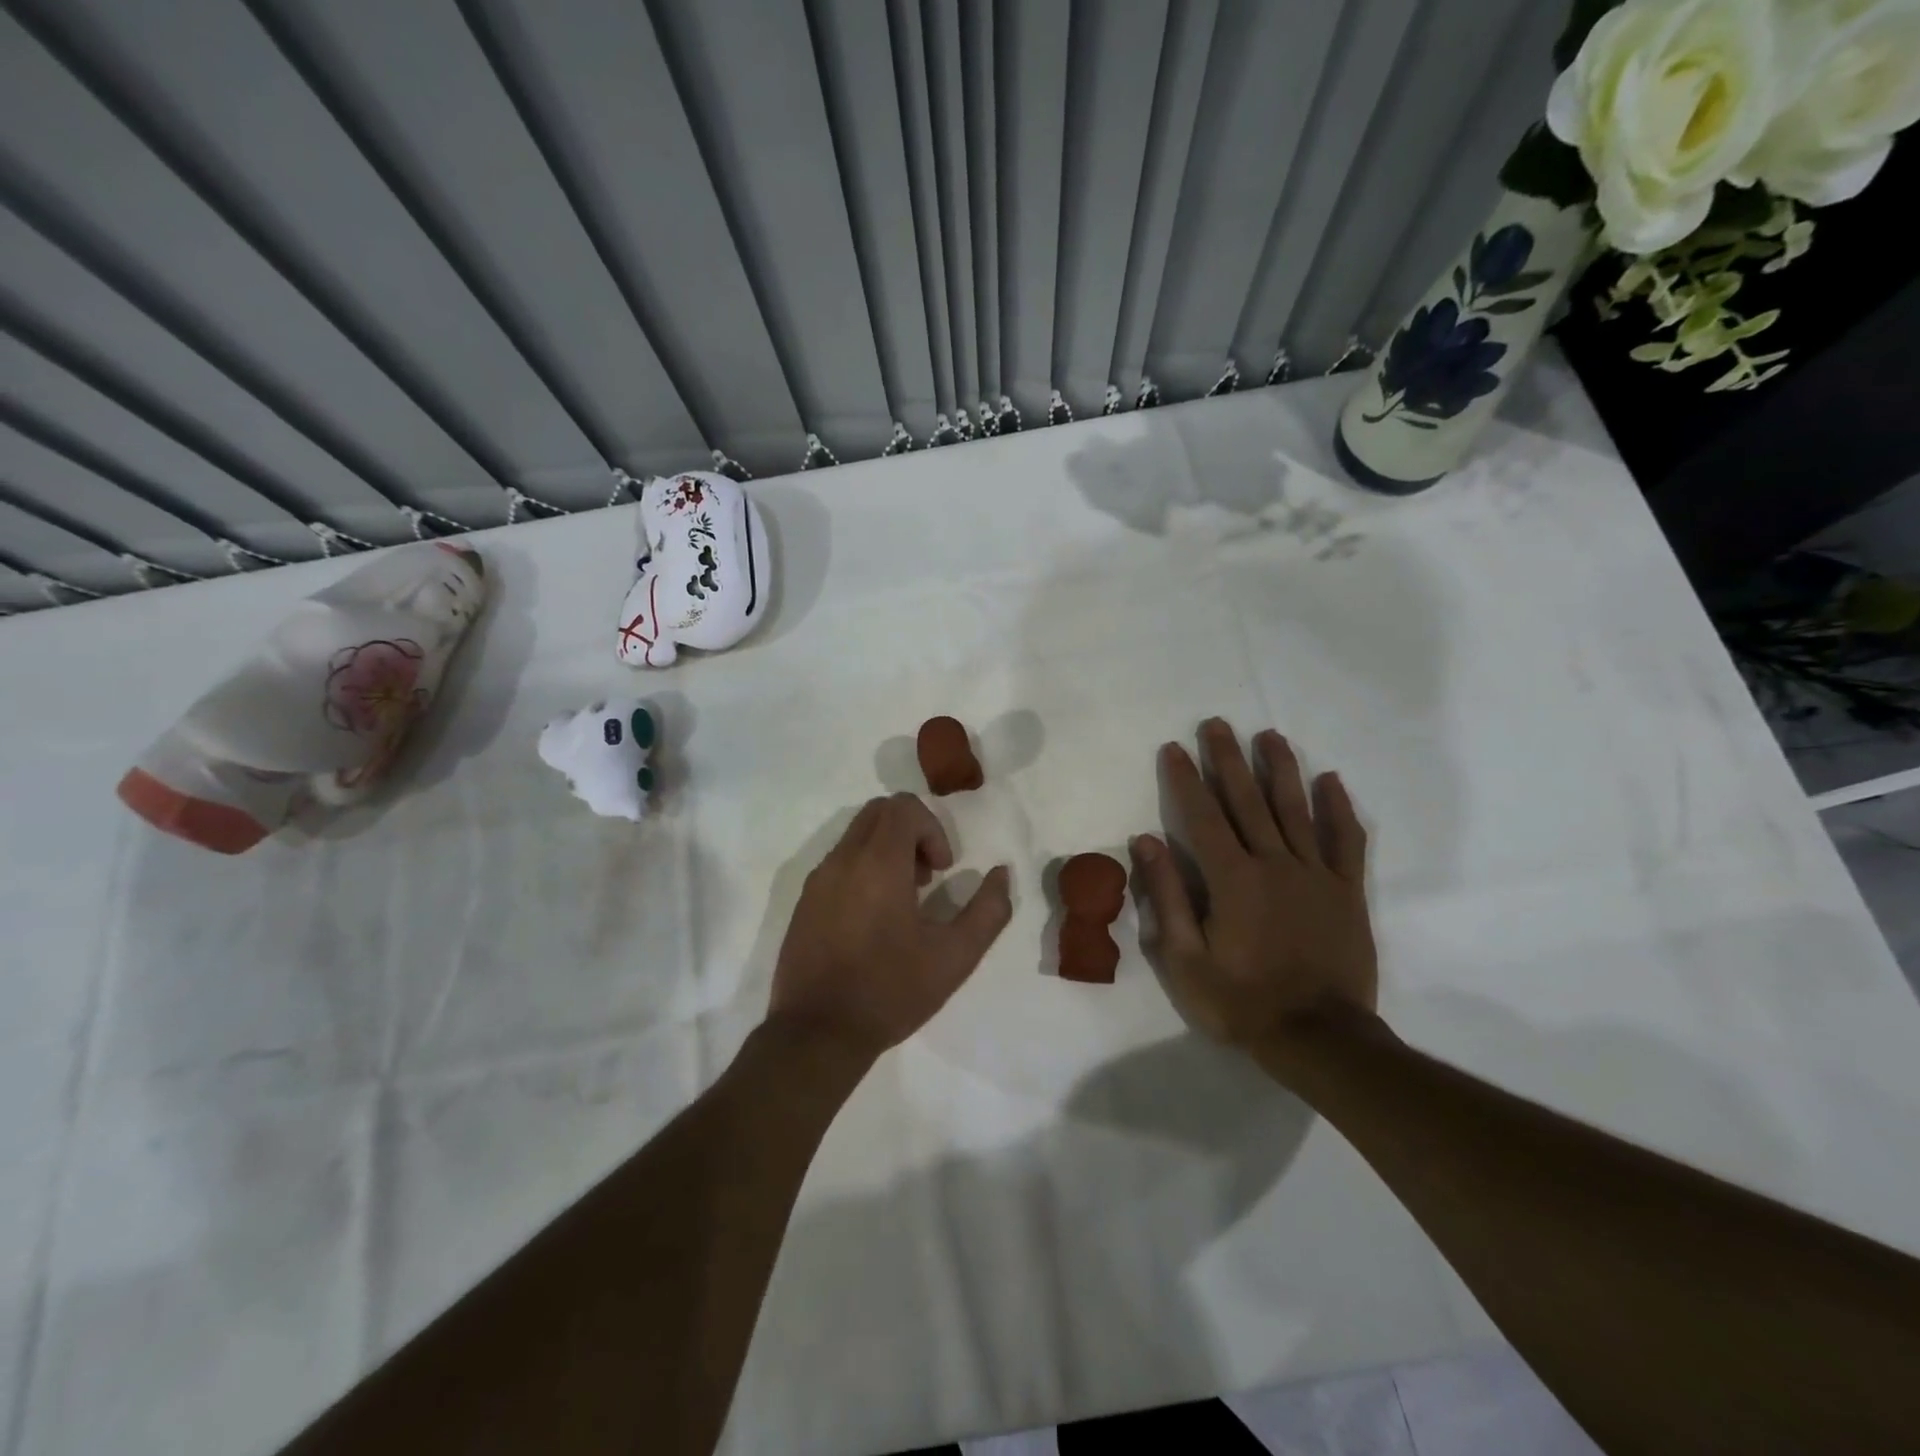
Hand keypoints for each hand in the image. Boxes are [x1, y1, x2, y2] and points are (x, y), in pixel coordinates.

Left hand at [769, 793, 1012, 1061]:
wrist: (817, 1033)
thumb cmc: (891, 990)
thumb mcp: (956, 956)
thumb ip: (988, 910)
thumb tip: (1001, 874)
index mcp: (878, 863)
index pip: (903, 807)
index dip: (933, 829)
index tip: (942, 871)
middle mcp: (842, 860)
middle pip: (878, 811)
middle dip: (910, 832)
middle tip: (926, 878)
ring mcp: (817, 880)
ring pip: (856, 835)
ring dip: (886, 850)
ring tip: (903, 901)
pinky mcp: (804, 902)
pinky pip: (838, 862)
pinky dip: (863, 869)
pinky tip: (873, 920)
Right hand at [1132, 720, 1377, 1064]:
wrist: (1320, 1039)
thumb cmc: (1241, 1002)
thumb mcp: (1185, 959)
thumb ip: (1166, 896)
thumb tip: (1146, 841)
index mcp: (1231, 879)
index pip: (1202, 816)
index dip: (1184, 779)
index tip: (1172, 748)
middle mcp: (1273, 863)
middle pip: (1247, 800)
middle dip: (1228, 759)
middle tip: (1216, 724)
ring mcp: (1315, 874)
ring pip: (1295, 809)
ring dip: (1280, 769)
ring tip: (1269, 736)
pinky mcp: (1347, 891)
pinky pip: (1345, 841)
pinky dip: (1338, 809)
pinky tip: (1330, 781)